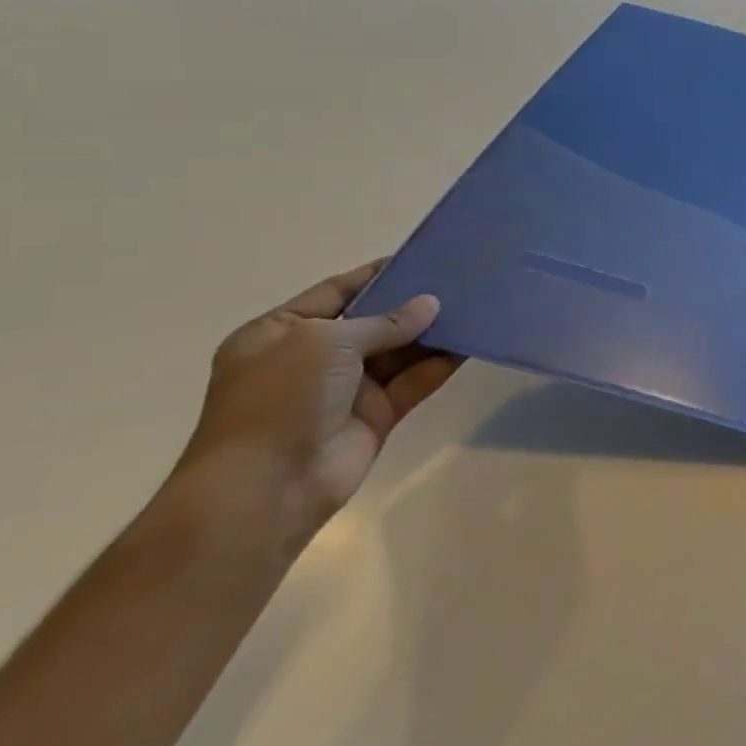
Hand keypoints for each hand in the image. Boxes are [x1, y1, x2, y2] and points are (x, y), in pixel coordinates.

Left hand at [174, 262, 461, 551]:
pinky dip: (442, 362)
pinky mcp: (377, 414)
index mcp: (280, 334)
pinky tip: (473, 342)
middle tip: (464, 279)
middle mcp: (313, 358)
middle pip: (375, 320)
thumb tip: (431, 305)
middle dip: (415, 302)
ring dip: (435, 331)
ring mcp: (347, 388)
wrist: (267, 487)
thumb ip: (385, 321)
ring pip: (401, 350)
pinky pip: (416, 380)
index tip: (426, 257)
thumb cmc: (280, 401)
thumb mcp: (326, 342)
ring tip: (478, 305)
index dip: (379, 274)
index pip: (338, 291)